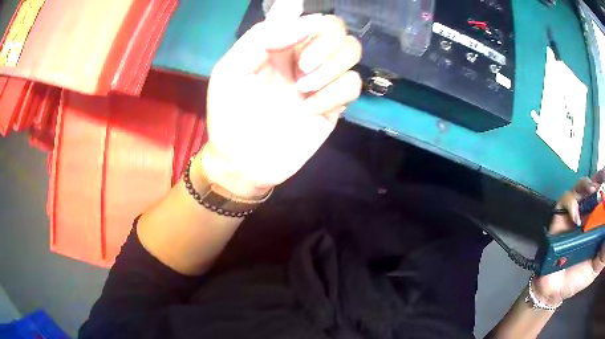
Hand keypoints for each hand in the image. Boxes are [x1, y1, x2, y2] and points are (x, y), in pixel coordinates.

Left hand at [202, 0, 362, 196]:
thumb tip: (308, 20)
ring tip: (303, 89)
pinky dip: (334, 95)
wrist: (244, 161)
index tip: (298, 35)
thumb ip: (261, 38)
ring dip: (331, 68)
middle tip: (303, 68)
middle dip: (325, 44)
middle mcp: (303, 54)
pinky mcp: (335, 102)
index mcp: (278, 43)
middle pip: (336, 28)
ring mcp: (321, 78)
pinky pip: (353, 84)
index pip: (305, 14)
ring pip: (352, 51)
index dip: (308, 17)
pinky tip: (310, 109)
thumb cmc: (230, 114)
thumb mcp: (231, 70)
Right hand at [533, 170, 604, 305]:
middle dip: (599, 179)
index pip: (603, 196)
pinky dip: (572, 203)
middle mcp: (589, 212)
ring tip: (592, 191)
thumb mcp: (595, 269)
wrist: (555, 289)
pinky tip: (576, 218)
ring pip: (582, 186)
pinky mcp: (561, 215)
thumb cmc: (579, 278)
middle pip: (595, 184)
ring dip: (587, 185)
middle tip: (602, 182)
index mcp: (598, 220)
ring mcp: (576, 211)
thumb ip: (601, 256)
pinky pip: (567, 199)